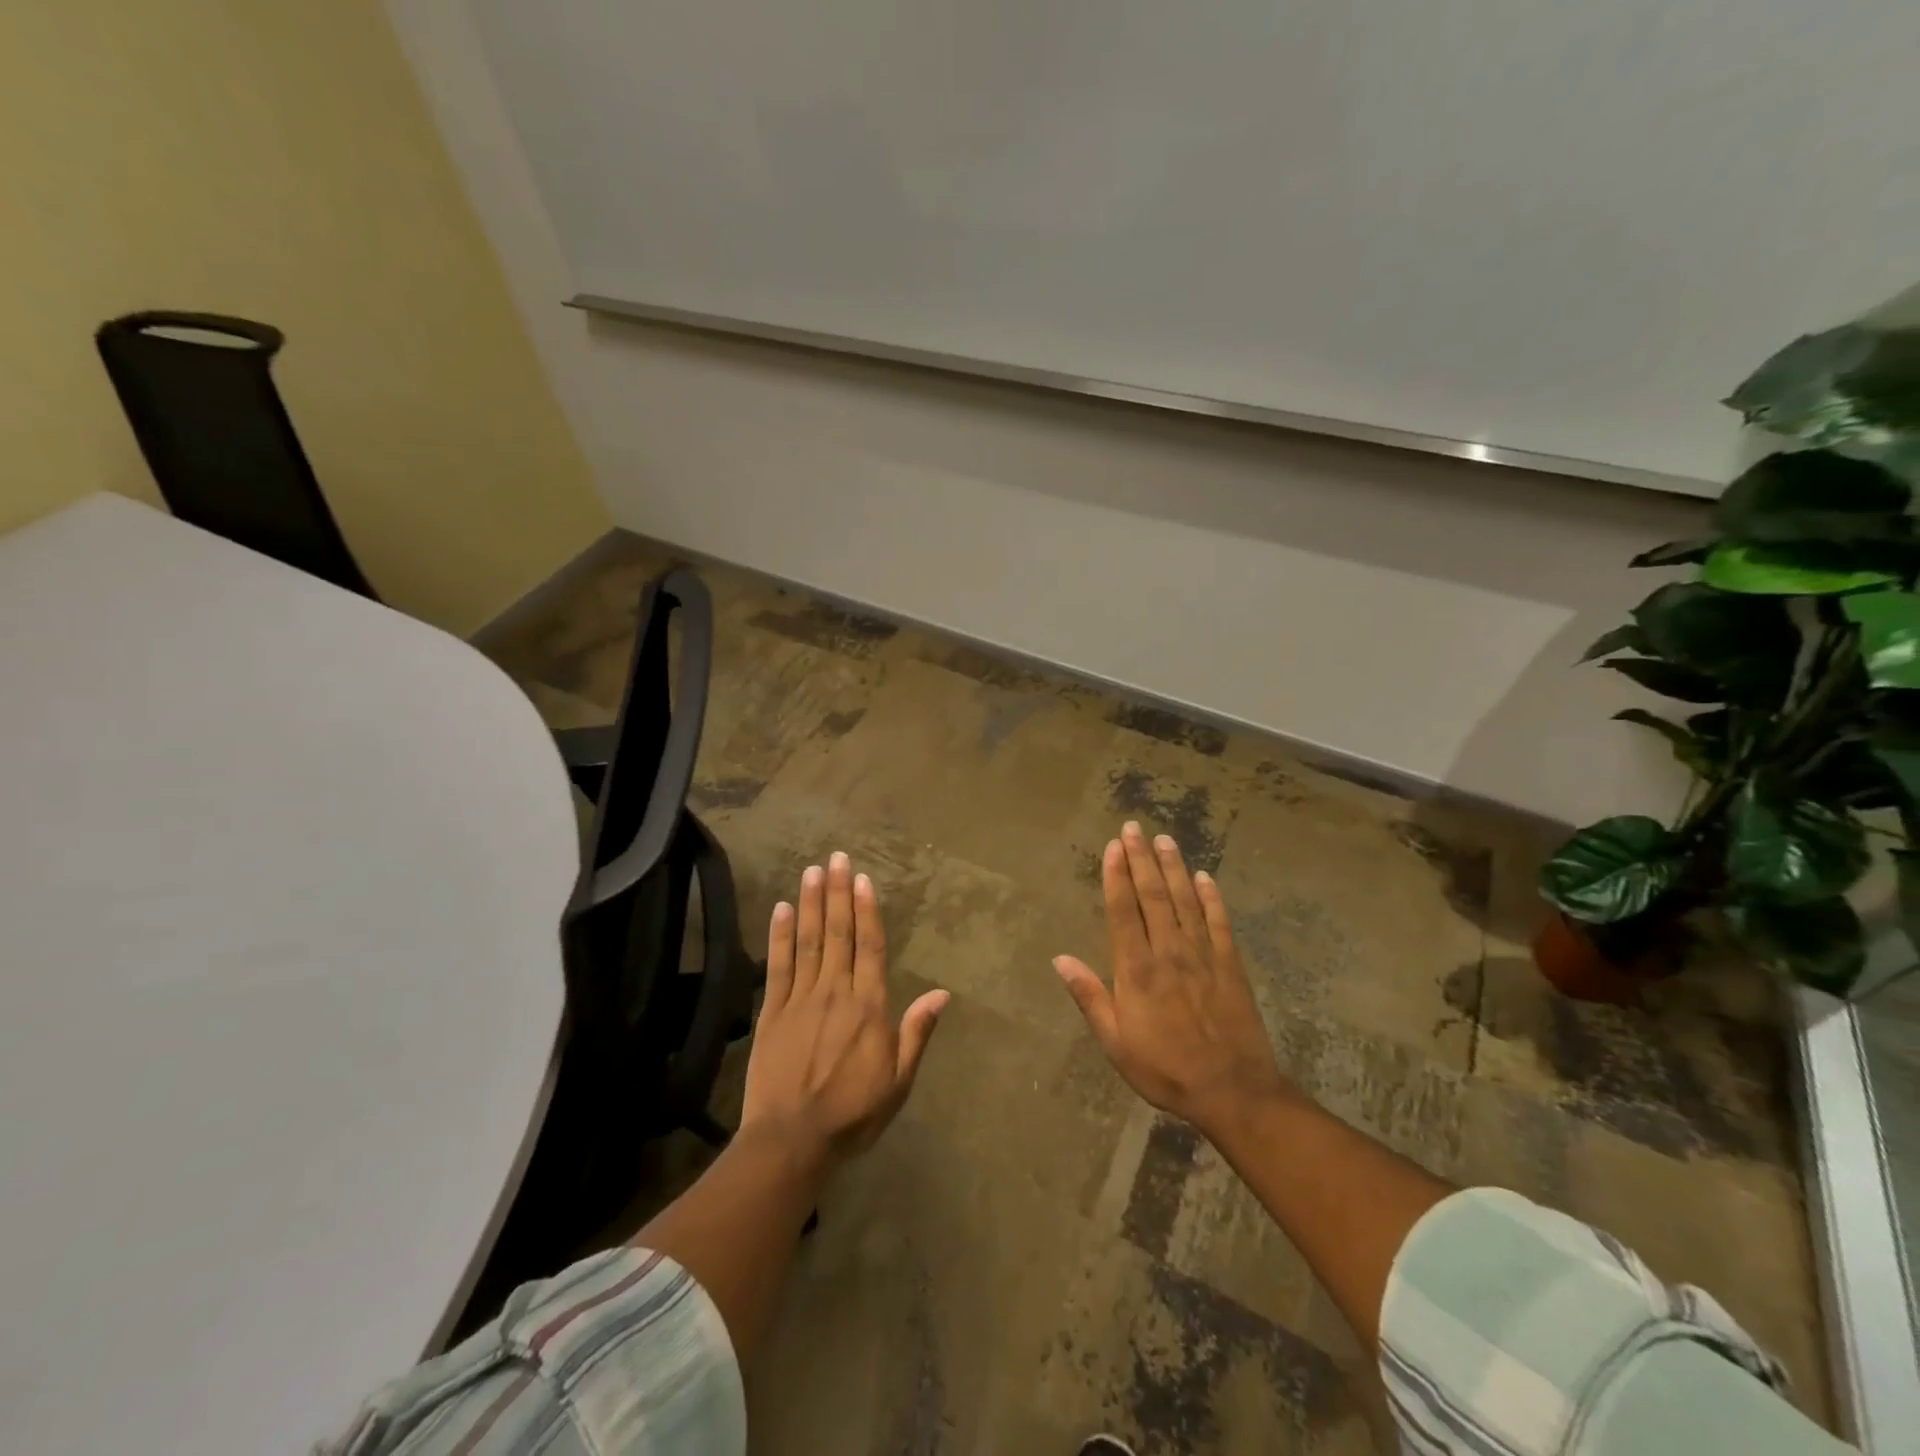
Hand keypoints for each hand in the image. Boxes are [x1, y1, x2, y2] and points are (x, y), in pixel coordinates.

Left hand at [742, 852, 948, 1166]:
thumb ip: (917, 1033)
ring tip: (812, 871)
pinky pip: (777, 966)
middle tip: (836, 856)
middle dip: (838, 892)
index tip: (862, 878)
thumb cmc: (852, 1114)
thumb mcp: (898, 1082)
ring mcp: (800, 999)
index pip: (869, 947)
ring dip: (811, 904)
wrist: (791, 1142)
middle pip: (838, 933)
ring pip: (808, 941)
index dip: (867, 909)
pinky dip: (780, 936)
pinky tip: (781, 909)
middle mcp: (835, 992)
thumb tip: (942, 994)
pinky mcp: (771, 1012)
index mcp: (869, 1007)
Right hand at [1054, 822, 1291, 1137]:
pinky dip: (1211, 897)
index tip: (1112, 846)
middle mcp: (1168, 952)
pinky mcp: (1231, 964)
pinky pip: (1219, 922)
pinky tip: (1204, 877)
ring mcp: (1203, 955)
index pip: (1123, 911)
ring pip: (1185, 900)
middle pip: (1153, 895)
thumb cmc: (1165, 1069)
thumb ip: (1090, 996)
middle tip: (1133, 828)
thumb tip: (1059, 959)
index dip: (1116, 876)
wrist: (1233, 1092)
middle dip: (1141, 859)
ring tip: (1164, 839)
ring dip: (1173, 867)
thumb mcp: (1116, 1042)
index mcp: (1136, 970)